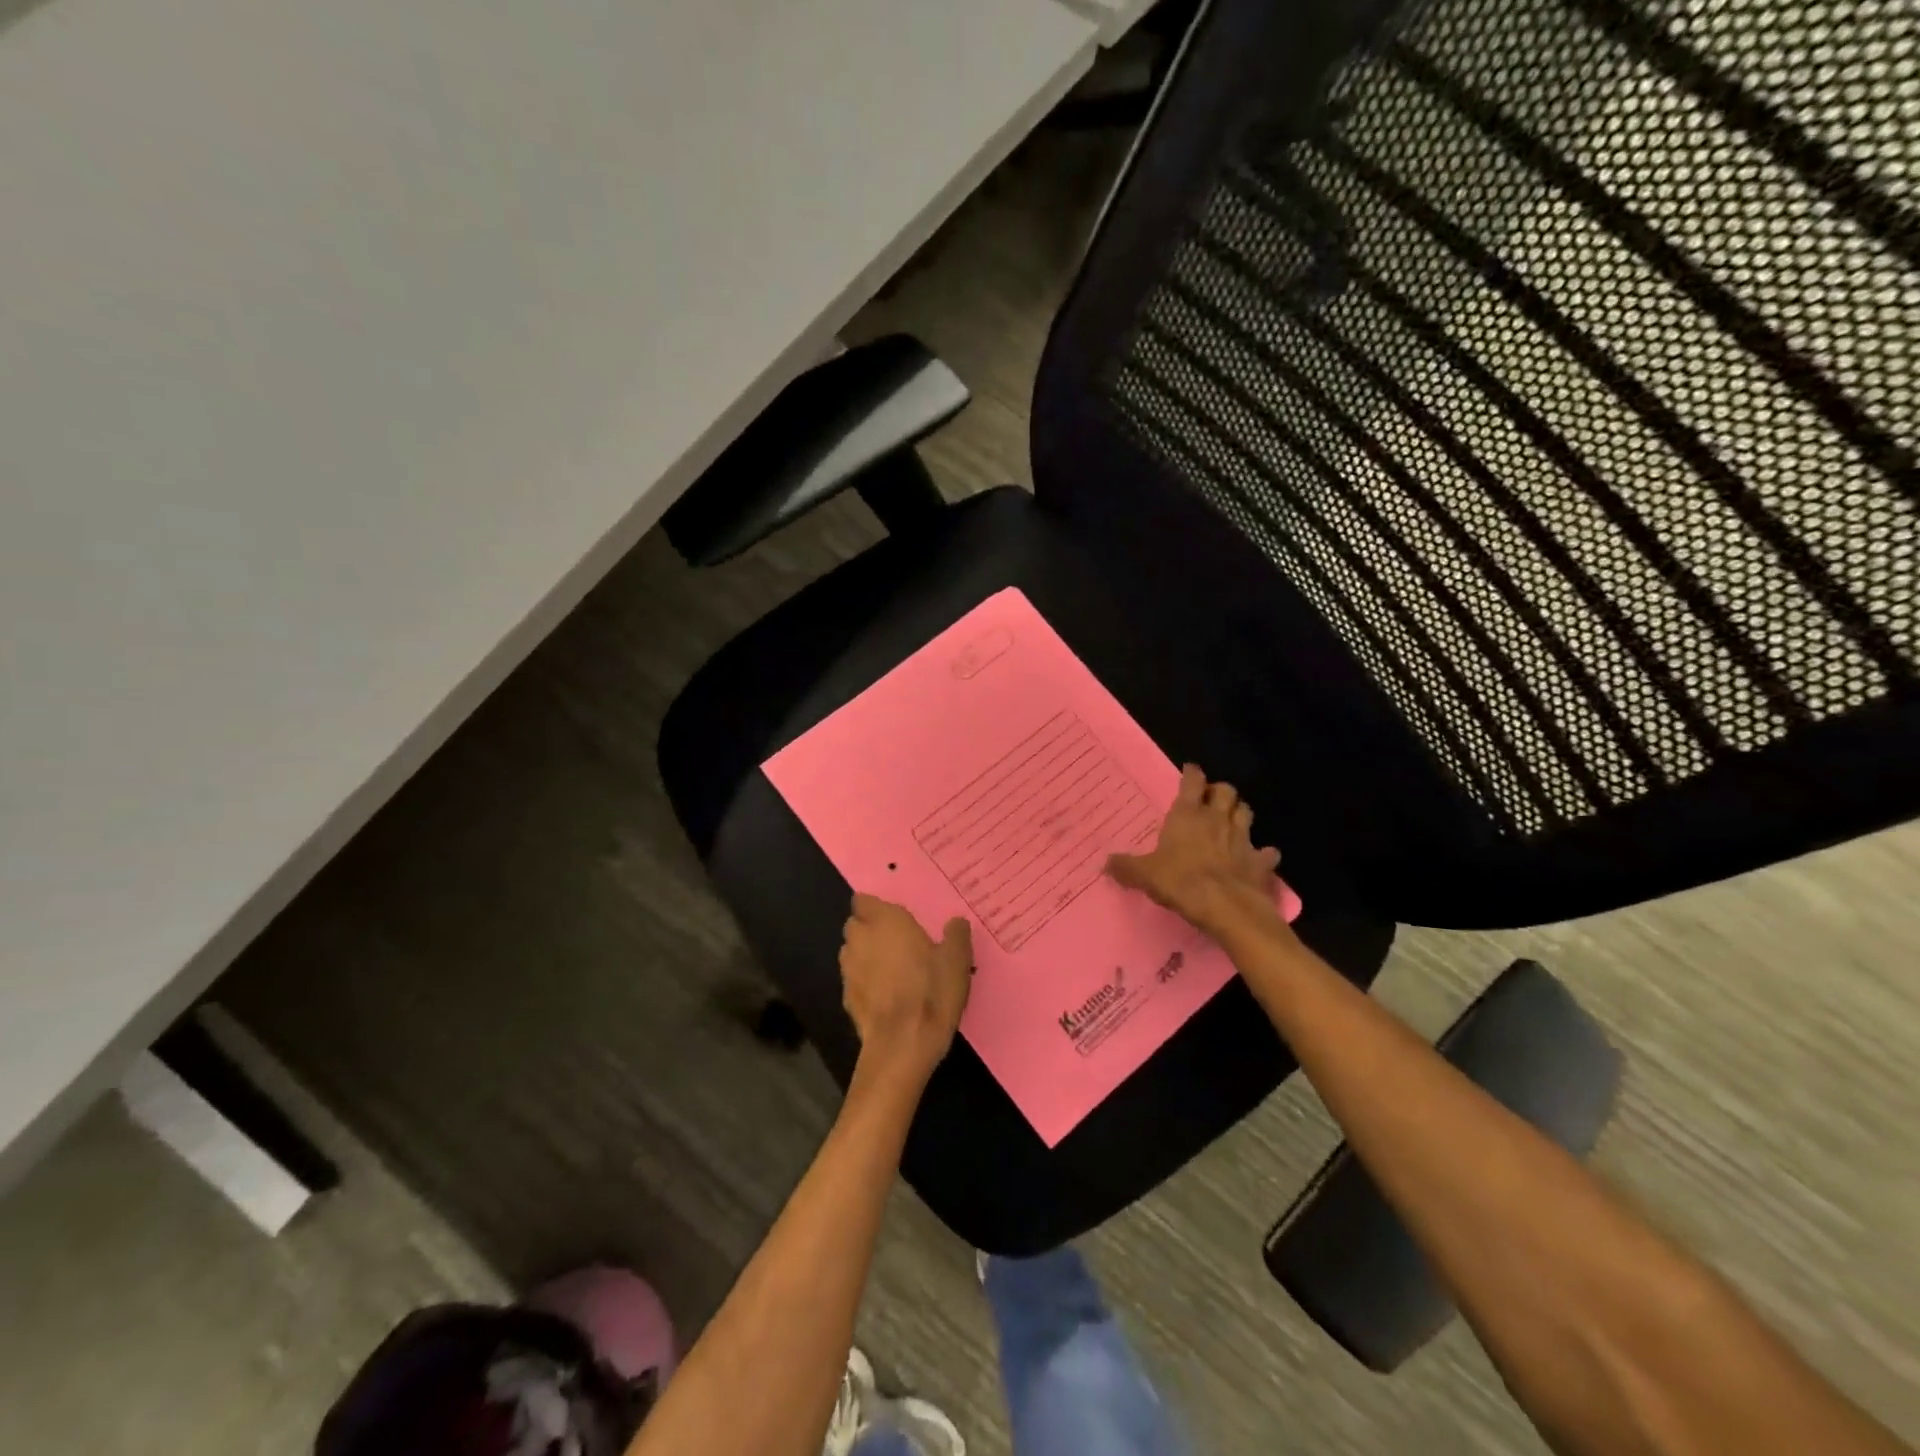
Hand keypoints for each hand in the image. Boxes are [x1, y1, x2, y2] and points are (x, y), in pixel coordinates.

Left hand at [838, 894, 972, 1086]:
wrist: (902, 1045)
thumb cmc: (931, 992)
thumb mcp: (957, 960)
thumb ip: (956, 935)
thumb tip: (956, 923)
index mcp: (885, 921)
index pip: (863, 900)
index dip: (875, 907)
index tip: (894, 916)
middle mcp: (861, 939)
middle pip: (855, 924)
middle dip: (869, 929)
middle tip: (896, 940)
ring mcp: (849, 969)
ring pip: (852, 951)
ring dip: (865, 954)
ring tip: (890, 967)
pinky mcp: (846, 998)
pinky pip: (854, 979)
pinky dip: (865, 981)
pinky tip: (885, 994)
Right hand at [1106, 765, 1283, 937]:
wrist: (1226, 907)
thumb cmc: (1181, 882)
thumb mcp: (1144, 875)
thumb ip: (1126, 867)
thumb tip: (1106, 863)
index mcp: (1187, 815)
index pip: (1192, 782)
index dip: (1192, 774)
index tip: (1190, 770)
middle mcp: (1216, 819)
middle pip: (1226, 791)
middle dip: (1220, 791)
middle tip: (1212, 798)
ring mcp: (1242, 838)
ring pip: (1246, 812)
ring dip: (1240, 812)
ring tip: (1233, 818)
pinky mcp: (1260, 862)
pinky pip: (1267, 852)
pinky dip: (1264, 853)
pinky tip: (1260, 857)